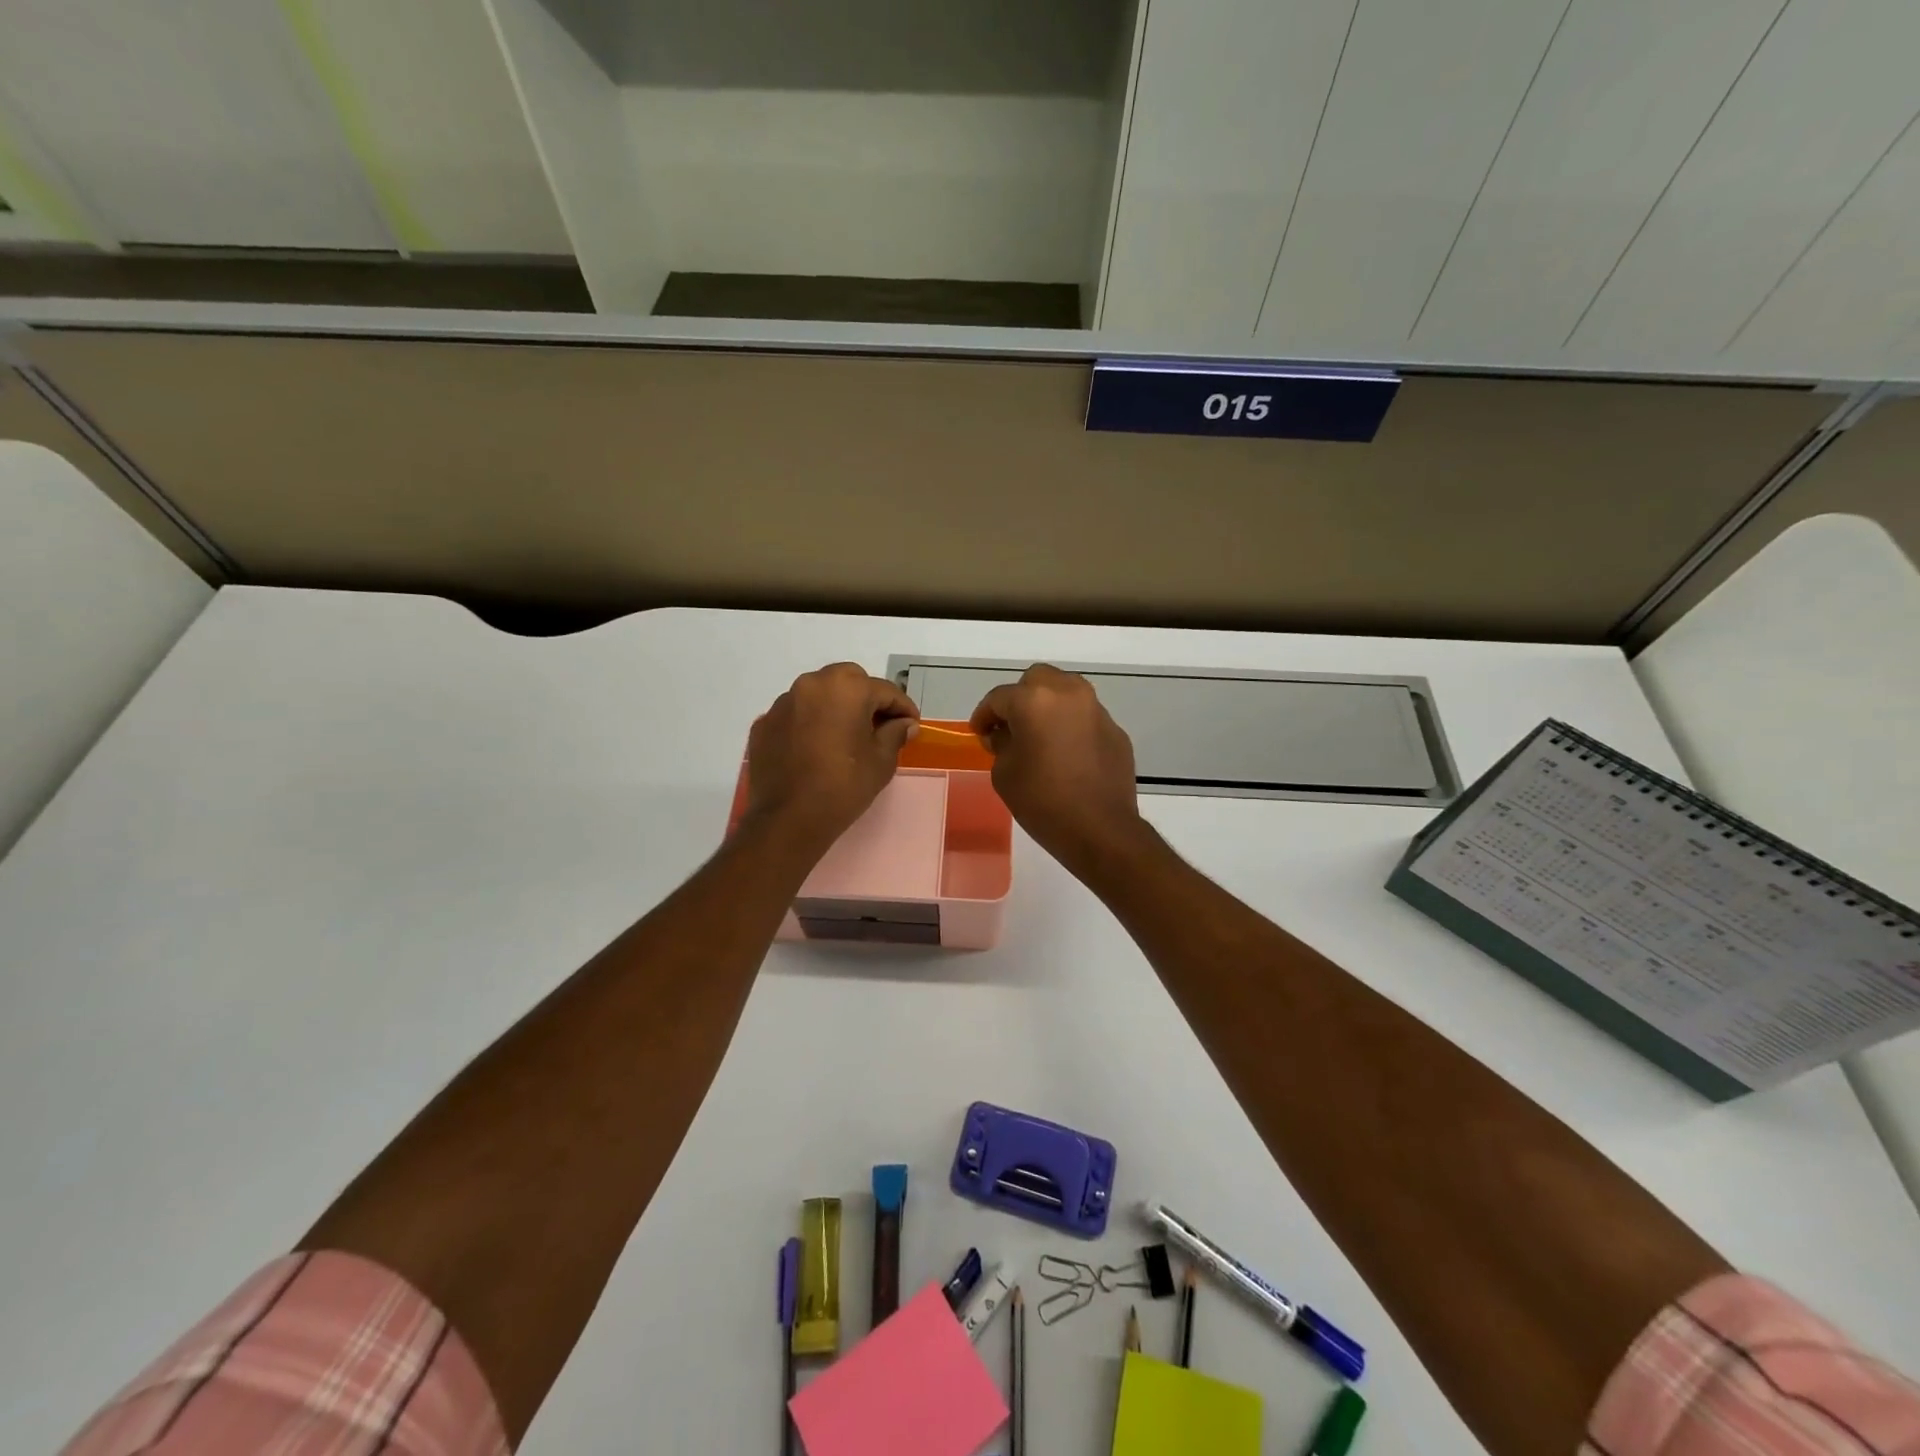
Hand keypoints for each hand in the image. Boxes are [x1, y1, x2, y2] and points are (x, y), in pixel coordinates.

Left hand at [746, 663, 919, 854]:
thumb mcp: (881, 761)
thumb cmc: (844, 786)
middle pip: (849, 682)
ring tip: (845, 737)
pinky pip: (795, 715)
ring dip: (835, 708)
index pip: (885, 691)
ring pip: (819, 695)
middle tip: (879, 726)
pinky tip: (815, 749)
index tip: (912, 724)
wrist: (788, 820)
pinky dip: (809, 724)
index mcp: (846, 688)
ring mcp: (783, 703)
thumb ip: (895, 734)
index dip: (903, 708)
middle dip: (867, 699)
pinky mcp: (764, 724)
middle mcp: (811, 684)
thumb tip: (904, 724)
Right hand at [969, 665, 1147, 876]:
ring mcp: (1097, 710)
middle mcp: (1068, 694)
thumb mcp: (1004, 774)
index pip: (999, 698)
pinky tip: (1065, 754)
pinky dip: (1070, 726)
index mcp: (1035, 700)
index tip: (979, 733)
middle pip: (1037, 680)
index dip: (984, 715)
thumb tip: (1006, 735)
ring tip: (1038, 736)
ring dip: (1048, 707)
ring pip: (1066, 692)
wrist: (1101, 830)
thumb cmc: (1043, 802)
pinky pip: (1085, 717)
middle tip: (1010, 726)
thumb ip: (1000, 745)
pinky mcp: (1115, 731)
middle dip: (1019, 698)